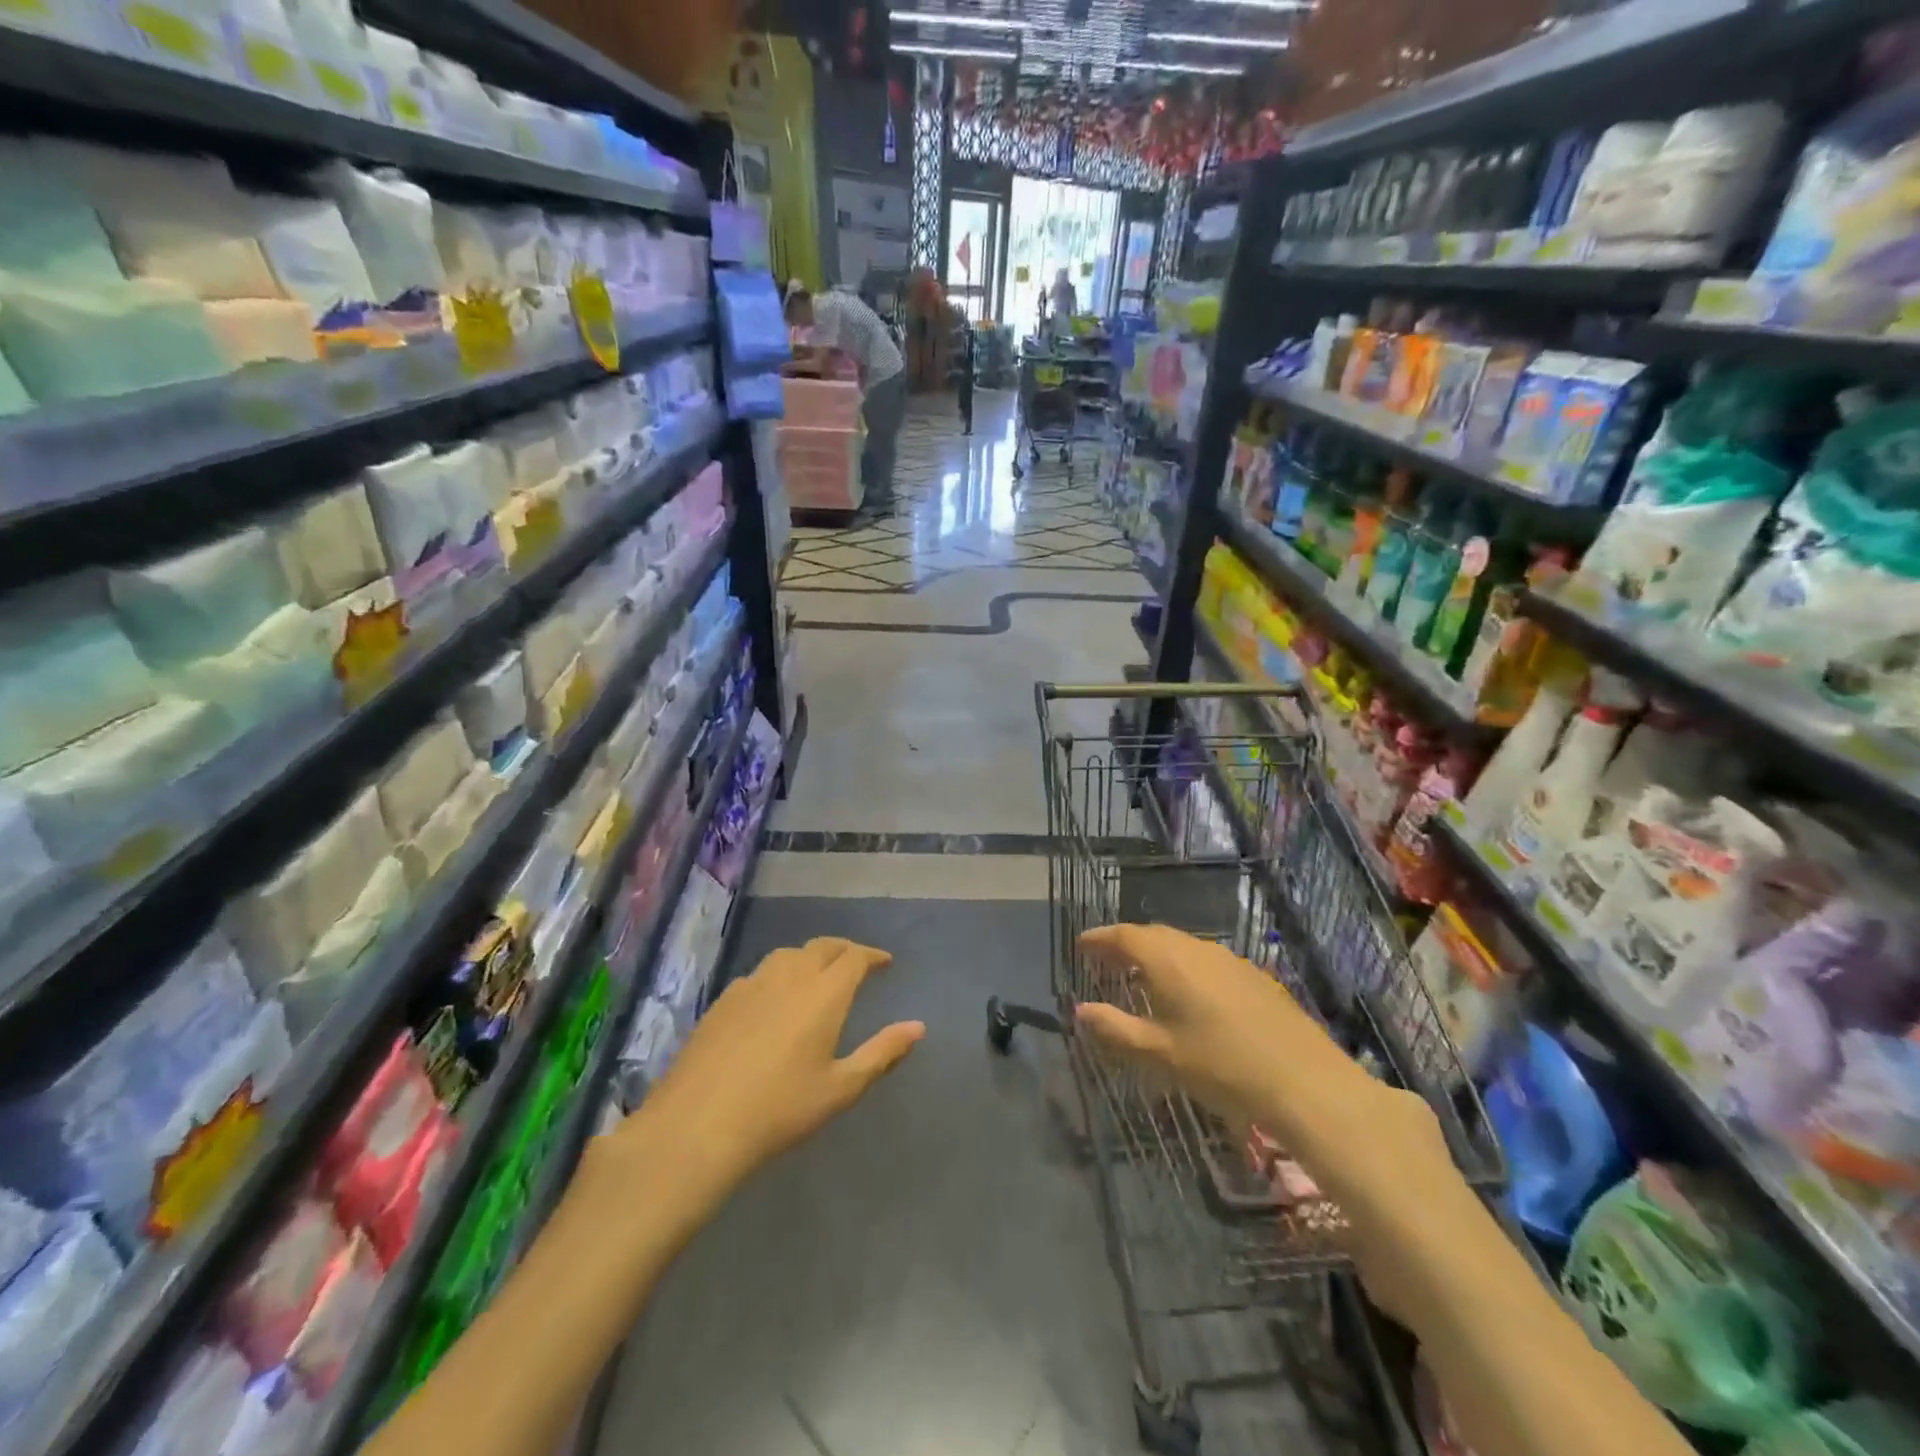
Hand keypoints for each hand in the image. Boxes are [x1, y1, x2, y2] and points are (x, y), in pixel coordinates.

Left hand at [605, 938, 923, 1213]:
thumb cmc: (780, 1110)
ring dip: (811, 957)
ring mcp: (752, 984)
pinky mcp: (724, 1000)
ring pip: (789, 954)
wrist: (698, 1126)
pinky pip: (760, 973)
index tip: (885, 962)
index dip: (872, 955)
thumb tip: (918, 1026)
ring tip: (818, 974)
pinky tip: (774, 998)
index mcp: (824, 993)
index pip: (854, 957)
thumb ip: (882, 1053)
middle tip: (857, 963)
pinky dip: (780, 974)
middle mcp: (790, 976)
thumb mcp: (841, 1088)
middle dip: (844, 949)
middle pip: (822, 946)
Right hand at [1072, 924, 1450, 1229]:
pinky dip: (1186, 967)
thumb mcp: (1159, 1053)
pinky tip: (1191, 995)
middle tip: (1106, 960)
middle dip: (1126, 944)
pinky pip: (1207, 961)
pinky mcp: (1255, 977)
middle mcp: (1197, 949)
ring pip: (1183, 946)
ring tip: (1143, 977)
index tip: (1081, 946)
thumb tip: (1080, 1010)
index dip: (1099, 939)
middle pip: (1153, 935)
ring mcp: (1230, 960)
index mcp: (1168, 960)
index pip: (1124, 936)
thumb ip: (1115, 1029)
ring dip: (1157, 955)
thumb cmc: (1221, 1067)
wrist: (1306, 1082)